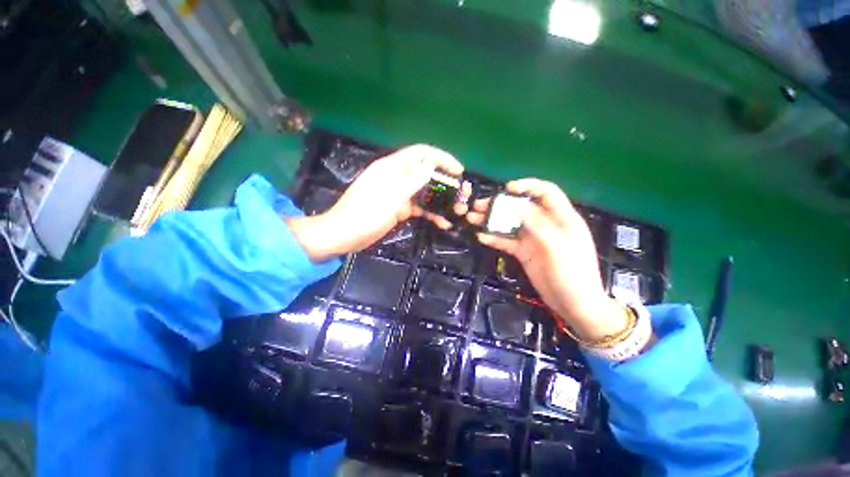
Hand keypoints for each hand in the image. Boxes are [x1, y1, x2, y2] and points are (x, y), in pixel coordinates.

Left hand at [288, 144, 469, 261]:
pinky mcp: (398, 208)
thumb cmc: (365, 214)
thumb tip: (431, 164)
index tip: (459, 171)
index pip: (422, 153)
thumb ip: (412, 180)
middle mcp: (397, 177)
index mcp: (392, 167)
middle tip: (461, 195)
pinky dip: (430, 213)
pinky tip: (442, 222)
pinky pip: (418, 207)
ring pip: (424, 192)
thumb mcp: (391, 197)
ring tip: (457, 211)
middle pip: (426, 173)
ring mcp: (398, 194)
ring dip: (440, 200)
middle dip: (445, 183)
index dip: (442, 158)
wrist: (344, 235)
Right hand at [467, 178, 627, 341]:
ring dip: (492, 220)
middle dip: (500, 204)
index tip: (507, 188)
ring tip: (472, 218)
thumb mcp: (557, 246)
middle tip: (479, 205)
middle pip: (521, 208)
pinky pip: (506, 241)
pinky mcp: (524, 252)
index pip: (546, 192)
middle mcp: (546, 225)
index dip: (528, 186)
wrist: (573, 304)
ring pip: (510, 224)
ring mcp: (533, 239)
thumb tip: (515, 205)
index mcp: (561, 218)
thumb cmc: (573, 273)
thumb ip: (537, 224)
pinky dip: (494, 238)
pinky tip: (481, 237)